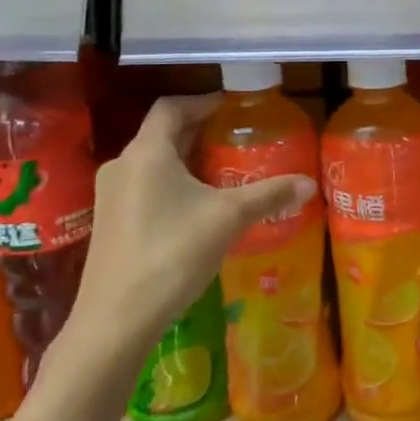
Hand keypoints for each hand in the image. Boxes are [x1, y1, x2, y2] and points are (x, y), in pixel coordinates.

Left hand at [69, 95, 316, 363]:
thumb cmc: (172, 253)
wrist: (116, 319)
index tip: (232, 107)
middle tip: (236, 137)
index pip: (172, 107)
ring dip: (186, 159)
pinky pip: (145, 186)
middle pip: (162, 133)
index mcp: (147, 152)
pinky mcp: (110, 223)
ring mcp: (111, 196)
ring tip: (223, 171)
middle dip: (199, 131)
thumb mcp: (229, 218)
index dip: (203, 101)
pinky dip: (172, 183)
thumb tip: (309, 183)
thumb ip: (270, 195)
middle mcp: (122, 165)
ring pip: (153, 162)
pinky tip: (198, 207)